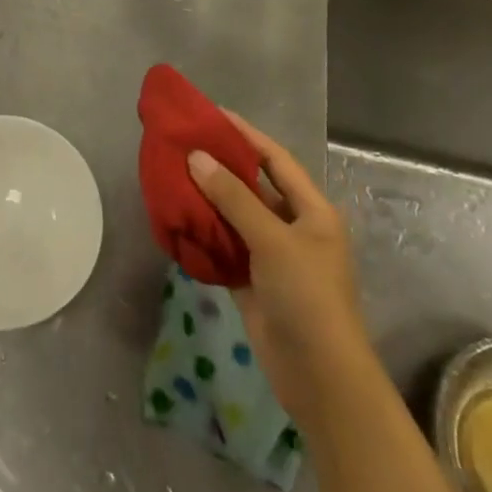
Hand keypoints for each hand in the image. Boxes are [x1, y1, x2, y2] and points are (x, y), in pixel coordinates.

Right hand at [186, 112, 369, 426]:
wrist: (320, 377)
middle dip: (220, 166)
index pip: (275, 159)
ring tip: (172, 175)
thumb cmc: (308, 297)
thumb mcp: (273, 240)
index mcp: (311, 210)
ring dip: (208, 200)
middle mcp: (293, 226)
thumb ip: (234, 199)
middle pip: (252, 186)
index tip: (211, 114)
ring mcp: (272, 255)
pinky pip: (225, 247)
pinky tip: (177, 219)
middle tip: (182, 144)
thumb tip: (196, 158)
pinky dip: (204, 235)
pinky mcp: (253, 281)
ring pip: (235, 217)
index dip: (246, 134)